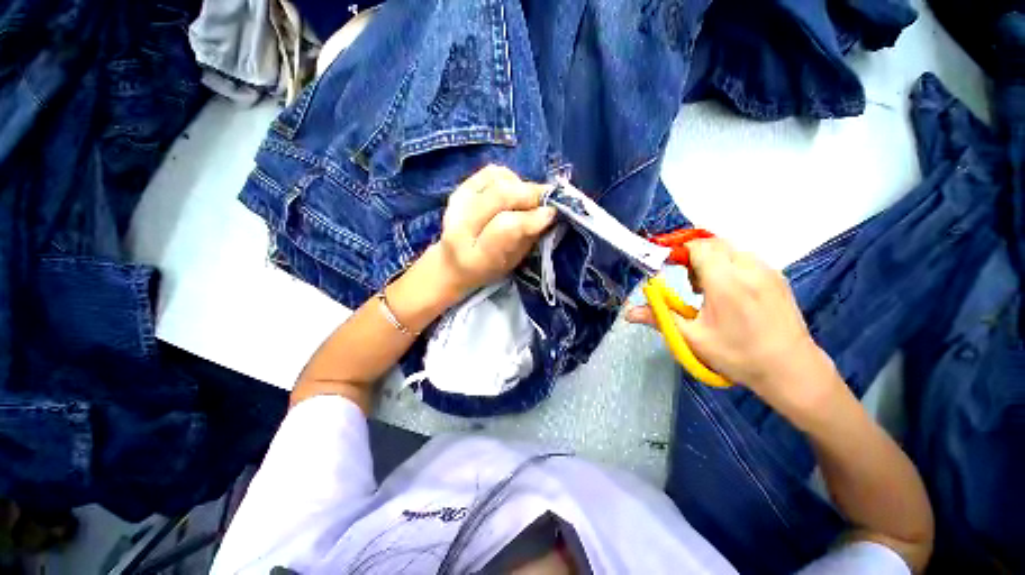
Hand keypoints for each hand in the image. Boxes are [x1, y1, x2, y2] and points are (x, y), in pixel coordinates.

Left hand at [433, 164, 555, 296]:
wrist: (454, 263)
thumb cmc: (489, 268)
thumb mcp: (512, 263)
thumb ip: (529, 238)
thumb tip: (549, 211)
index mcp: (475, 256)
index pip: (505, 227)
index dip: (532, 217)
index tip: (552, 213)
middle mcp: (459, 227)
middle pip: (500, 196)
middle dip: (530, 194)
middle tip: (548, 199)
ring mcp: (456, 203)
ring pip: (497, 180)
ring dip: (521, 185)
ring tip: (530, 199)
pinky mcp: (458, 189)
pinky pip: (491, 172)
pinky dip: (509, 177)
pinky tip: (514, 190)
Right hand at [626, 238, 837, 408]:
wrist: (791, 369)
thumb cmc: (738, 355)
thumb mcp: (692, 338)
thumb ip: (659, 318)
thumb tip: (628, 312)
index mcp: (726, 282)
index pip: (698, 247)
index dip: (678, 251)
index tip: (666, 266)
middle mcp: (748, 268)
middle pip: (714, 244)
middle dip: (694, 256)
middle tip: (690, 284)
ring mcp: (767, 271)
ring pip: (730, 250)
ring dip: (712, 261)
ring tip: (709, 290)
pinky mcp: (777, 277)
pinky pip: (745, 259)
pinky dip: (729, 266)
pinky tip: (730, 293)